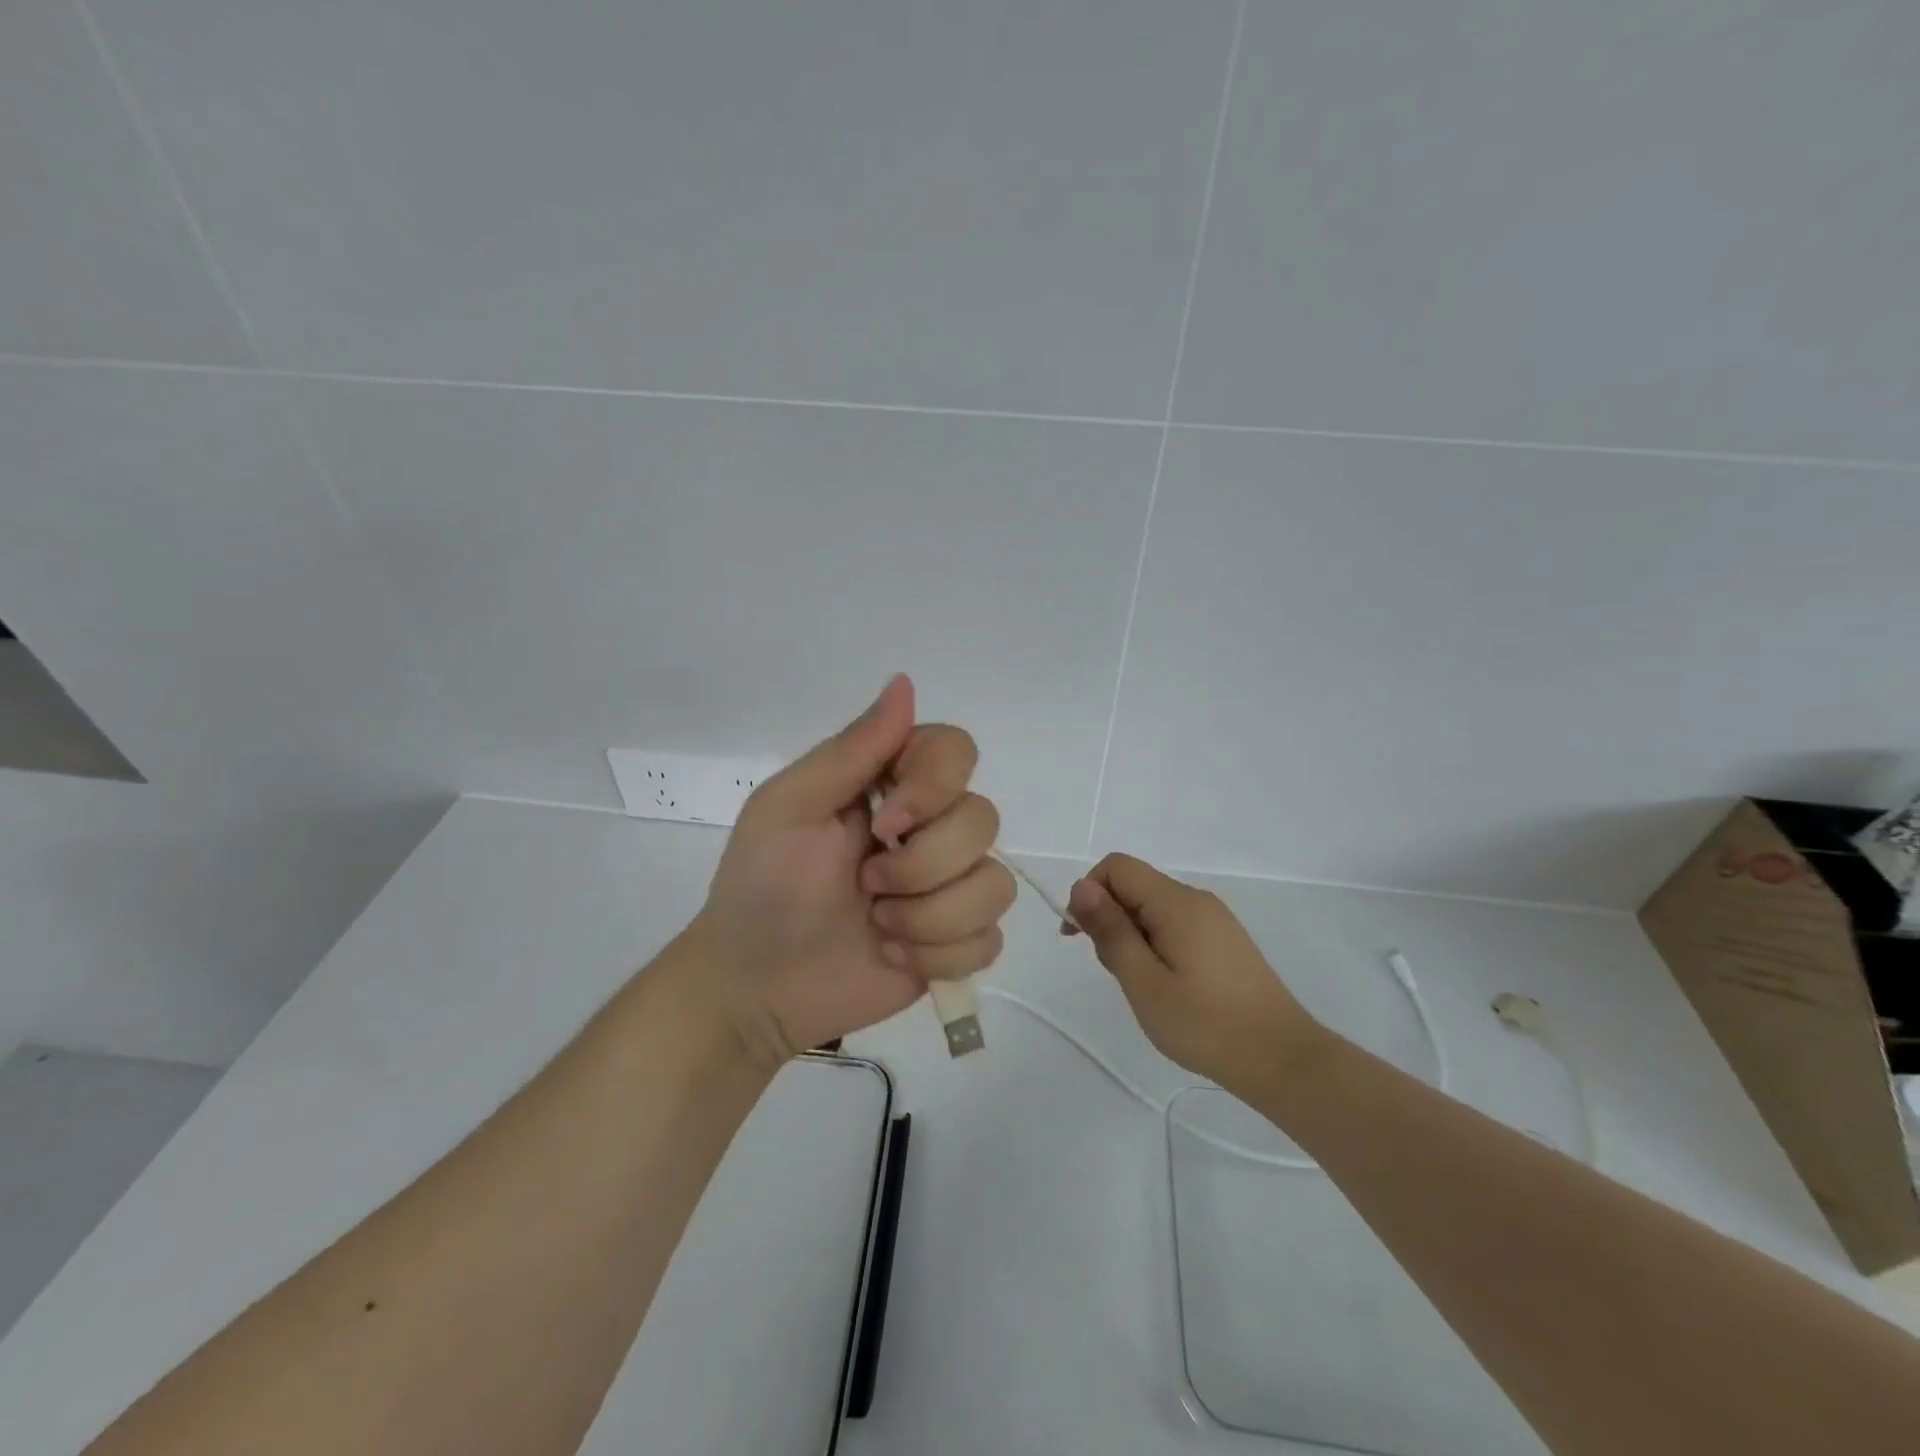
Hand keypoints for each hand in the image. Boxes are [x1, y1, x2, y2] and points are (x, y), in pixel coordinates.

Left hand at [694, 674, 1014, 1064]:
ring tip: (878, 927)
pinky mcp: (958, 942)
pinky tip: (894, 956)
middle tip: (865, 887)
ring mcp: (948, 887)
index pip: (957, 751)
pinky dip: (939, 956)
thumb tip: (904, 682)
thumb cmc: (762, 889)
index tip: (885, 825)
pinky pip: (989, 939)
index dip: (936, 786)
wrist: (756, 989)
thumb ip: (852, 749)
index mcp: (891, 786)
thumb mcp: (789, 808)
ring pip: (995, 886)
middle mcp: (930, 828)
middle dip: (921, 867)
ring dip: (929, 918)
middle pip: (983, 821)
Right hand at [1066, 853, 1323, 1098]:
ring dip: (1132, 936)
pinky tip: (1166, 986)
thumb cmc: (1205, 1025)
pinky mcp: (1224, 940)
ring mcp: (1214, 919)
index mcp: (1177, 903)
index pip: (1117, 867)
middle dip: (1110, 919)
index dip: (1089, 893)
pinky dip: (1155, 944)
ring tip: (1143, 986)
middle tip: (1119, 972)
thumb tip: (1082, 886)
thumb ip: (1111, 931)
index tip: (1080, 937)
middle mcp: (1196, 900)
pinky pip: (1174, 925)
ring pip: (1152, 908)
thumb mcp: (1144, 982)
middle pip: (1134, 886)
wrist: (1282, 1060)